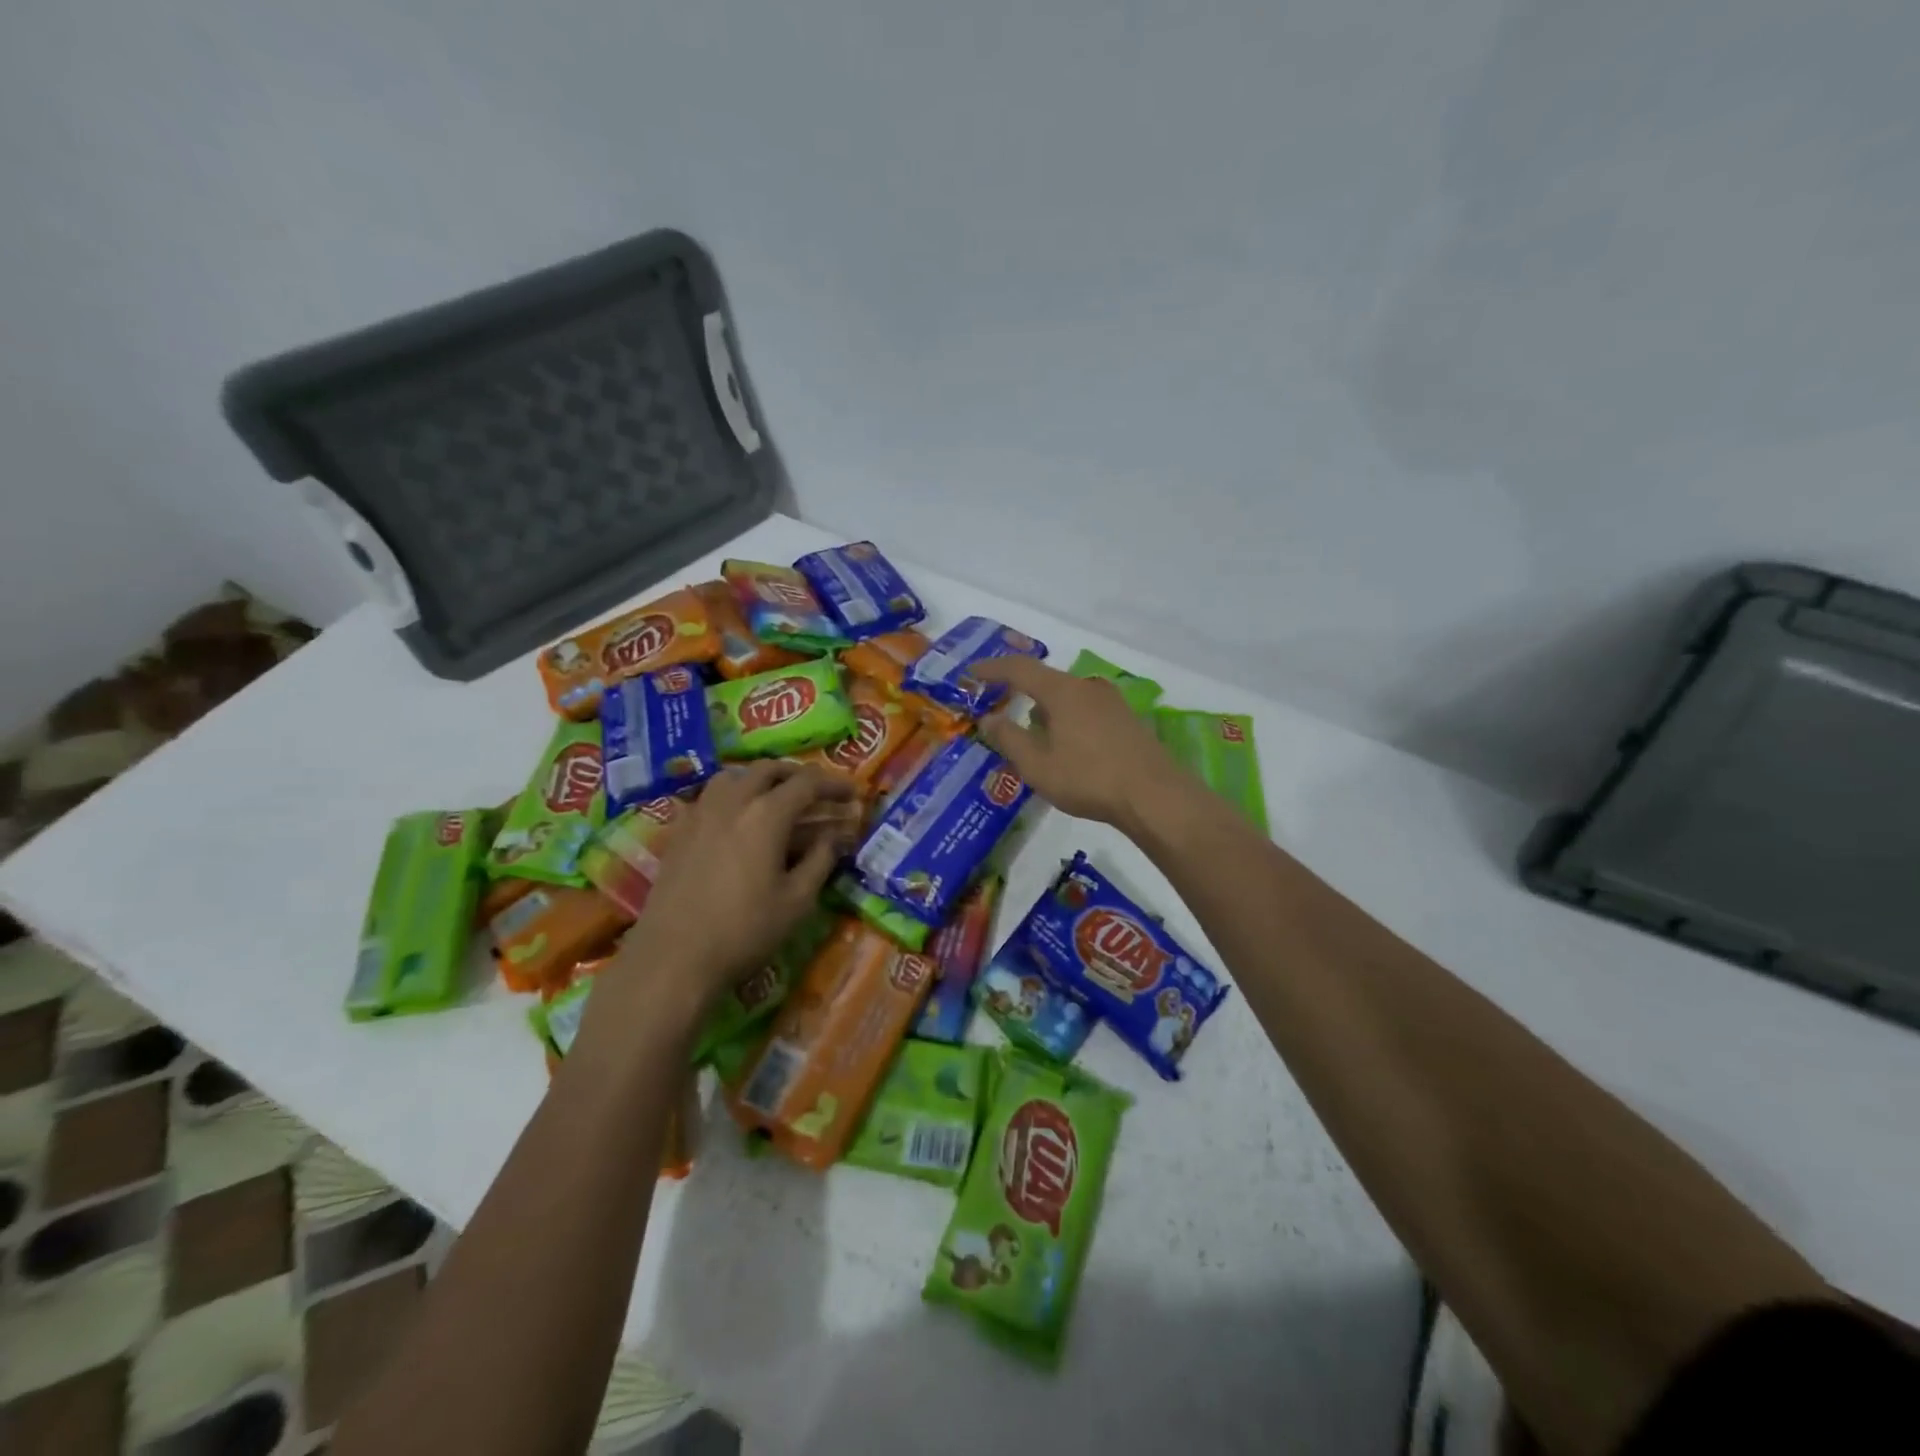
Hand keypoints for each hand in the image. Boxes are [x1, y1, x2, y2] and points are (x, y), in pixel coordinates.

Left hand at [602, 762, 855, 1021]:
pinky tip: (736, 820)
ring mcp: (700, 813)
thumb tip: (835, 836)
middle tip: (817, 793)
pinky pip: (709, 796)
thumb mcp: (797, 900)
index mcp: (767, 814)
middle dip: (797, 775)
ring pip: (733, 776)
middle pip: (768, 770)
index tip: (852, 793)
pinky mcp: (678, 831)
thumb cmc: (744, 930)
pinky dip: (731, 796)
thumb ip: (821, 860)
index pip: (807, 783)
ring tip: (775, 798)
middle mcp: (732, 801)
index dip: (833, 784)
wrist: (673, 958)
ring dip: (760, 779)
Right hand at [973, 657, 1178, 828]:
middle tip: (1001, 709)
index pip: (1019, 669)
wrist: (1155, 796)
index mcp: (1062, 691)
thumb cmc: (1088, 778)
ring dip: (1045, 710)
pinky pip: (1085, 711)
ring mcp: (1112, 703)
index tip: (971, 674)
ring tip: (1032, 735)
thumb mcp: (1038, 765)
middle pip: (1046, 681)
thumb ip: (1009, 739)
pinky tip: (1066, 746)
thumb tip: (989, 719)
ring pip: (1068, 698)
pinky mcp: (1127, 721)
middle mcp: (1087, 687)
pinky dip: (1067, 720)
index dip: (992, 669)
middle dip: (1021, 693)